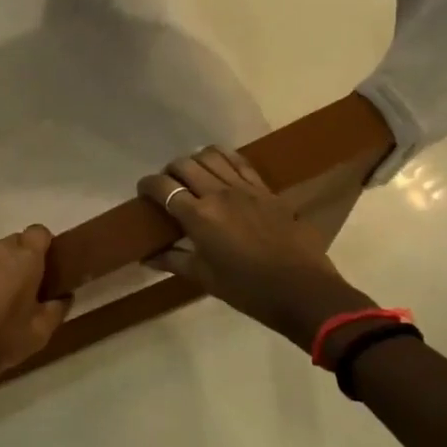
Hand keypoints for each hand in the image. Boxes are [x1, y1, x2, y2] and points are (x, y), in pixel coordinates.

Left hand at [0, 226, 69, 401]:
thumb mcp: (41, 332)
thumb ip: (57, 308)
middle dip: (16, 260)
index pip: (38, 232)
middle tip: (16, 288)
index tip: (41, 266)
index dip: (41, 246)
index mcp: (23, 260)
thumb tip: (63, 295)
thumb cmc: (3, 341)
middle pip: (11, 243)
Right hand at [139, 146, 376, 342]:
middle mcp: (218, 193)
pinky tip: (221, 168)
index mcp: (198, 216)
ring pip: (211, 155)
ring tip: (194, 175)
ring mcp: (245, 188)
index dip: (147, 185)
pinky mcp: (266, 190)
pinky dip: (224, 159)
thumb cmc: (248, 290)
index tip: (143, 191)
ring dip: (195, 161)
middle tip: (168, 186)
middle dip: (170, 171)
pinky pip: (240, 162)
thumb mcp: (204, 278)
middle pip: (184, 165)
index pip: (163, 187)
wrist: (303, 291)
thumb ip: (173, 261)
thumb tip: (146, 258)